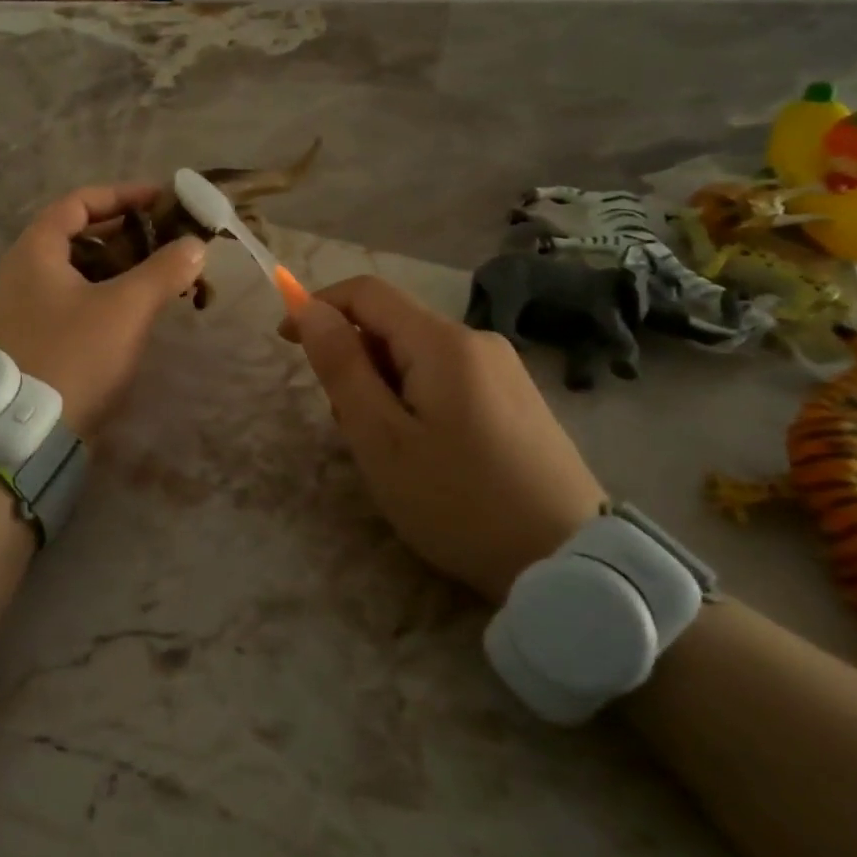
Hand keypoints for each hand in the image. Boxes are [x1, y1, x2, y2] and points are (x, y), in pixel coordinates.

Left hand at [0, 184, 206, 438]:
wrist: (31, 432)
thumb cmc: (76, 355)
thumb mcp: (126, 307)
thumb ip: (164, 270)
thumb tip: (195, 245)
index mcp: (34, 251)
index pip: (78, 202)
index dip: (121, 195)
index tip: (160, 200)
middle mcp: (22, 272)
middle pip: (77, 234)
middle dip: (125, 232)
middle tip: (167, 238)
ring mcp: (25, 306)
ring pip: (78, 269)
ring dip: (119, 265)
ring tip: (161, 272)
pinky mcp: (35, 335)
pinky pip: (73, 297)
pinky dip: (105, 292)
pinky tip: (136, 308)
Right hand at [285, 276, 602, 602]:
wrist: (569, 564)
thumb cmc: (458, 500)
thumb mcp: (381, 438)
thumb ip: (342, 367)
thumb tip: (310, 309)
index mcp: (443, 342)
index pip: (367, 292)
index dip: (319, 307)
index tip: (287, 342)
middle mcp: (477, 341)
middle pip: (394, 325)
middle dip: (354, 359)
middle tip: (347, 424)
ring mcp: (504, 370)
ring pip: (418, 355)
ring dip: (383, 384)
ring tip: (388, 450)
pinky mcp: (518, 399)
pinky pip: (447, 378)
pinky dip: (415, 398)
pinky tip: (426, 452)